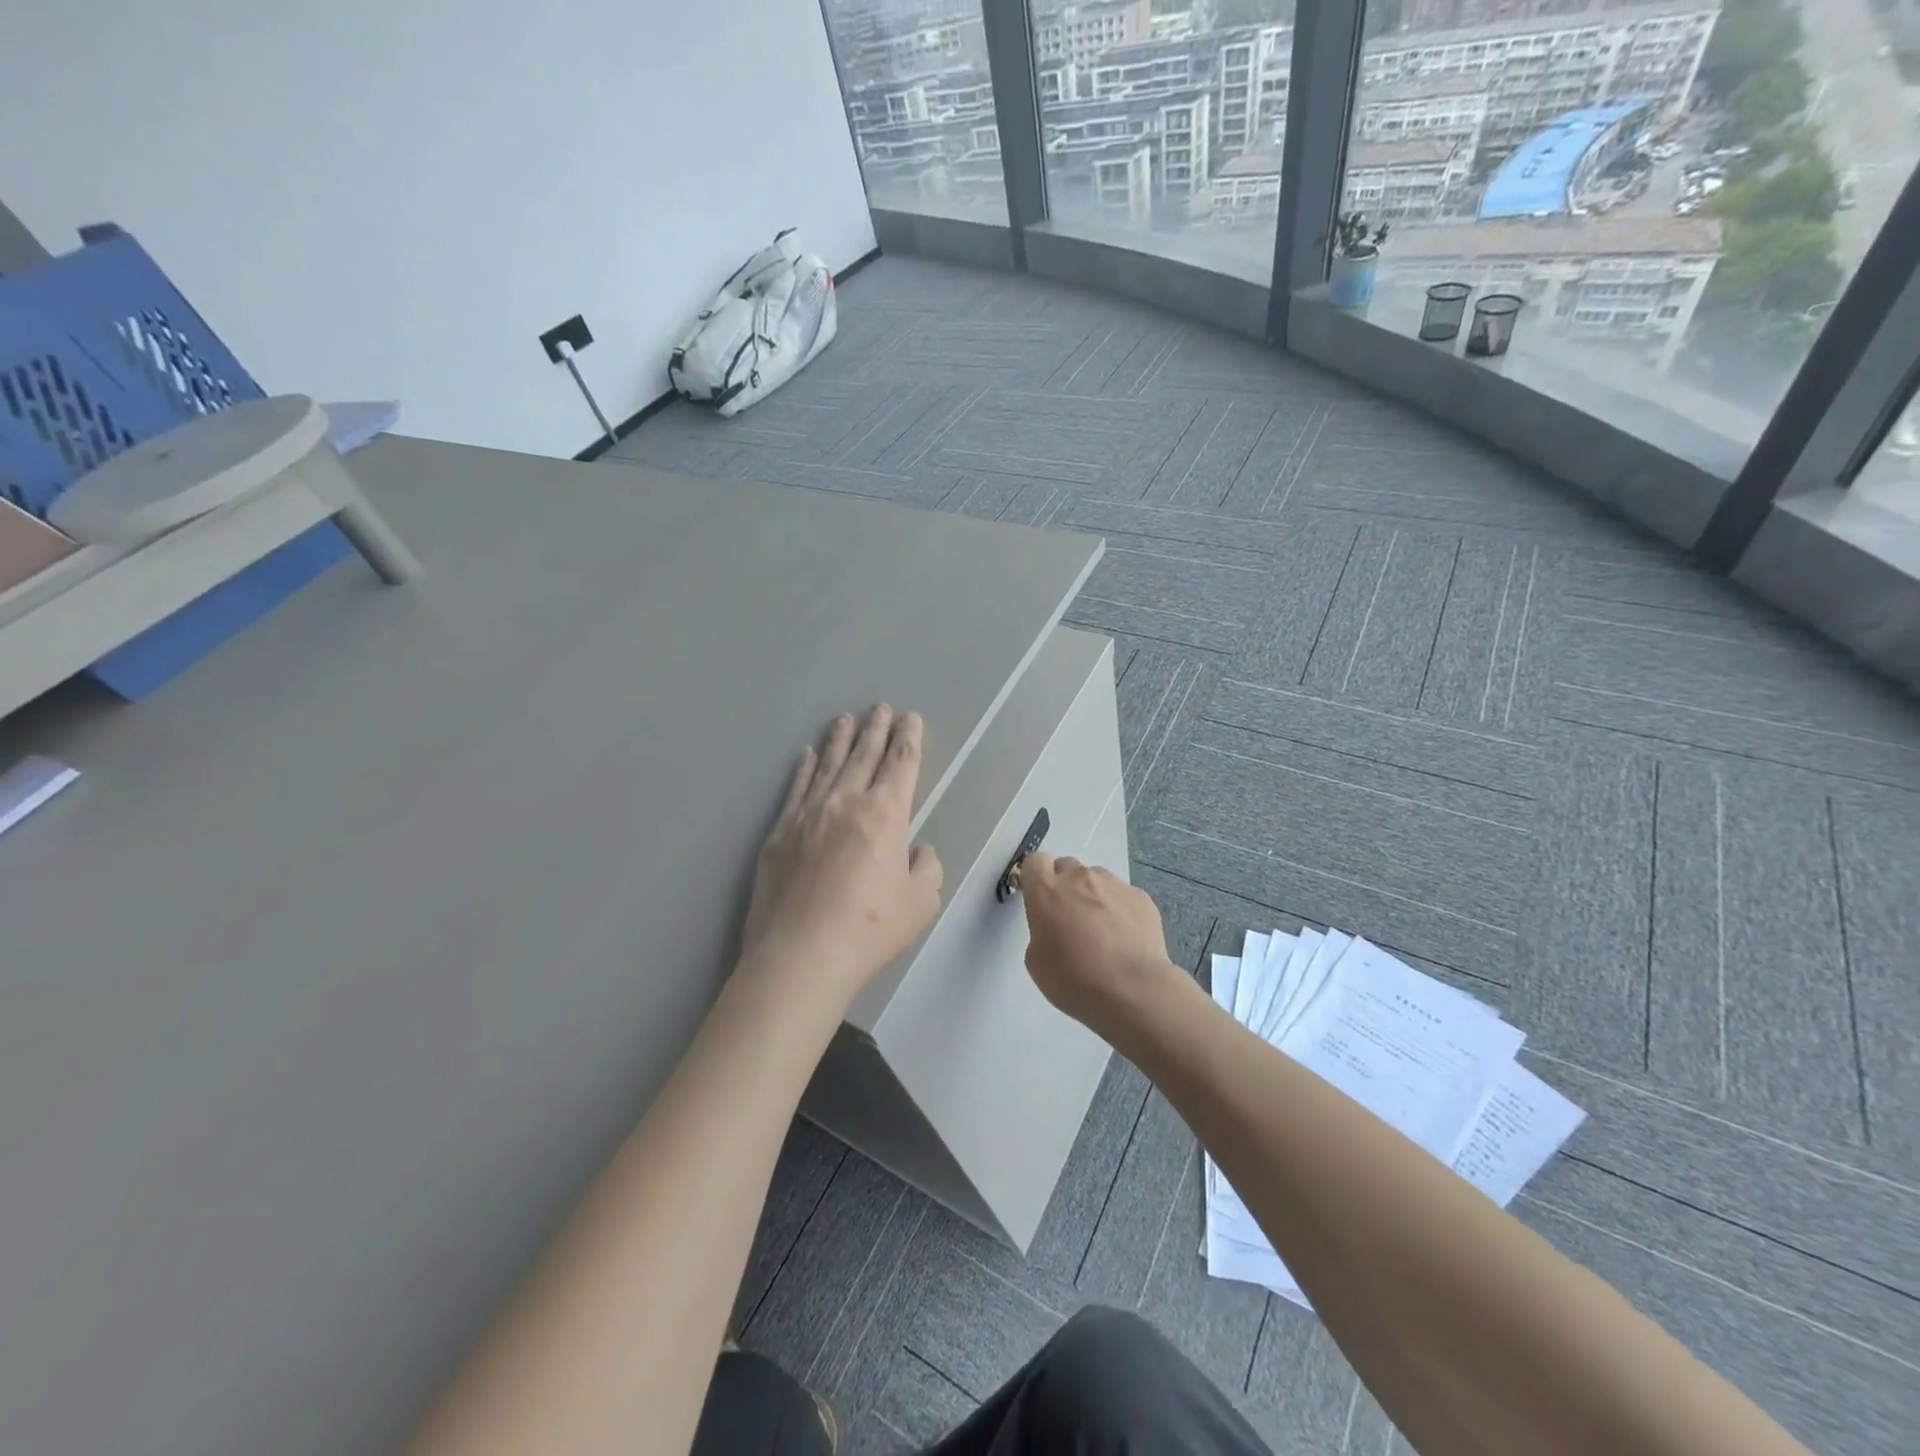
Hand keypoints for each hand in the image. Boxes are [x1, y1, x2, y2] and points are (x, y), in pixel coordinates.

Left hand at [741, 705, 943, 1010]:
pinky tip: (806, 755)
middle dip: (876, 729)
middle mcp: (847, 802)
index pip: (902, 764)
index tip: (910, 718)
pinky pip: (795, 788)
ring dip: (840, 740)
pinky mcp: (780, 832)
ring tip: (845, 719)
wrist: (802, 954)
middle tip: (880, 707)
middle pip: (865, 755)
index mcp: (886, 814)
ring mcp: (809, 814)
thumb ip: (927, 868)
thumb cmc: (870, 928)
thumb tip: (918, 850)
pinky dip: (803, 768)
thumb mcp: (921, 902)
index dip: (908, 739)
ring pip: (828, 765)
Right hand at [1020, 853, 1176, 1036]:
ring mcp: (1113, 884)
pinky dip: (1120, 910)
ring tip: (1104, 932)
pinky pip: (1123, 896)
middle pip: (1067, 867)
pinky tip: (1126, 939)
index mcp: (1046, 890)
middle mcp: (1079, 878)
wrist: (1132, 991)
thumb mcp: (1036, 960)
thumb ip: (1041, 929)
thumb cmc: (1074, 979)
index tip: (1039, 898)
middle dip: (1066, 886)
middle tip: (1071, 919)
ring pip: (1097, 880)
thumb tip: (1056, 925)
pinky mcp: (1140, 896)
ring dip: (1094, 897)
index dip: (1036, 877)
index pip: (1035, 861)